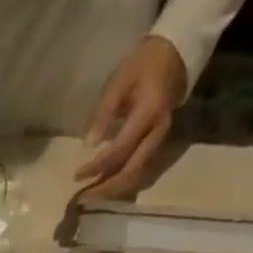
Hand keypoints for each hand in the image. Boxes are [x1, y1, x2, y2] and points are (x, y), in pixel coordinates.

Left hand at [76, 36, 186, 198]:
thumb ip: (104, 113)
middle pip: (131, 171)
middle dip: (106, 188)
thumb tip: (88, 144)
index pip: (120, 149)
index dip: (97, 165)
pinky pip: (140, 170)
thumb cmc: (143, 64)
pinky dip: (122, 182)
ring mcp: (160, 140)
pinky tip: (106, 185)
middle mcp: (158, 132)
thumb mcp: (119, 81)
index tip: (78, 175)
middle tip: (84, 197)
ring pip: (137, 175)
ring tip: (92, 195)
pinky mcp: (158, 144)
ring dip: (114, 189)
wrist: (175, 54)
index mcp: (149, 113)